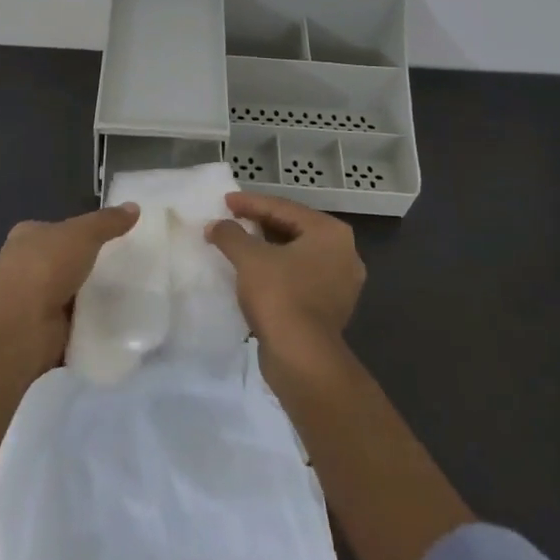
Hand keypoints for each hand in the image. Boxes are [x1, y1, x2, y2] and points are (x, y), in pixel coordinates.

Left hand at [0, 204, 140, 371]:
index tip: (116, 238)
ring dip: (95, 298)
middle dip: (92, 266)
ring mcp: (35, 302)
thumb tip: (134, 206)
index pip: (58, 229)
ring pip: (73, 294)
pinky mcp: (47, 333)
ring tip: (134, 295)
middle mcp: (27, 267)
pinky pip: (78, 324)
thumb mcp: (82, 234)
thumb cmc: (45, 268)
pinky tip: (122, 323)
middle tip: (131, 267)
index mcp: (28, 237)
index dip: (84, 232)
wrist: (19, 327)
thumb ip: (107, 221)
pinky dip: (95, 325)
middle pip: (67, 262)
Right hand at [206, 192, 363, 354]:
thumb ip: (230, 234)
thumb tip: (215, 225)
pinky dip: (278, 271)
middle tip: (232, 219)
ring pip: (297, 255)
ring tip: (239, 244)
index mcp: (330, 233)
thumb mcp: (249, 258)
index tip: (225, 201)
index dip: (250, 203)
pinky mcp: (331, 308)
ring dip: (268, 249)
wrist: (302, 358)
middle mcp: (344, 253)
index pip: (284, 208)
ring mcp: (341, 283)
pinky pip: (300, 277)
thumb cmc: (279, 295)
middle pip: (293, 229)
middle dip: (260, 223)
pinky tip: (254, 273)